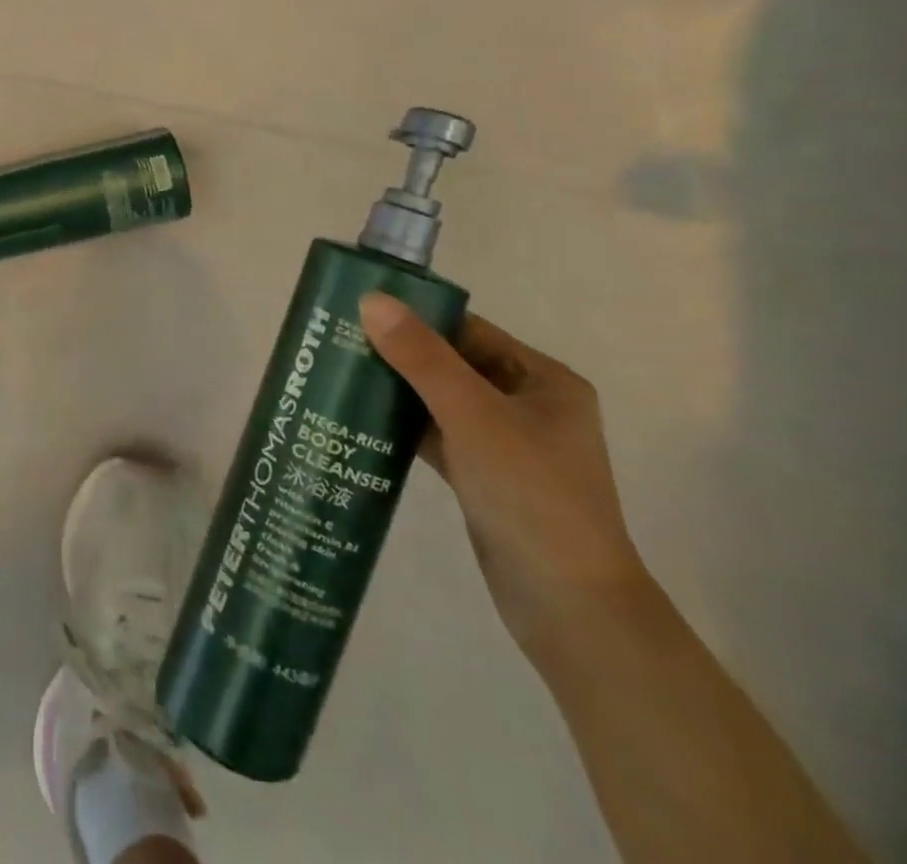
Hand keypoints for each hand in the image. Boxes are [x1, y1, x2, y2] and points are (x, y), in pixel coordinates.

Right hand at [359, 294, 650, 669]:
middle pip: (451, 363)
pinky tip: (360, 420)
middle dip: (398, 353)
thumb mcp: (472, 415)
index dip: (415, 317)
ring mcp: (506, 444)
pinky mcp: (484, 477)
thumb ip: (421, 357)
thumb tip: (371, 300)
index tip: (358, 311)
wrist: (570, 606)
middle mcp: (528, 405)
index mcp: (543, 380)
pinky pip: (436, 435)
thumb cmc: (531, 495)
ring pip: (439, 400)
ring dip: (396, 390)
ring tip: (339, 374)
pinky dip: (403, 426)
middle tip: (337, 342)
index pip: (468, 329)